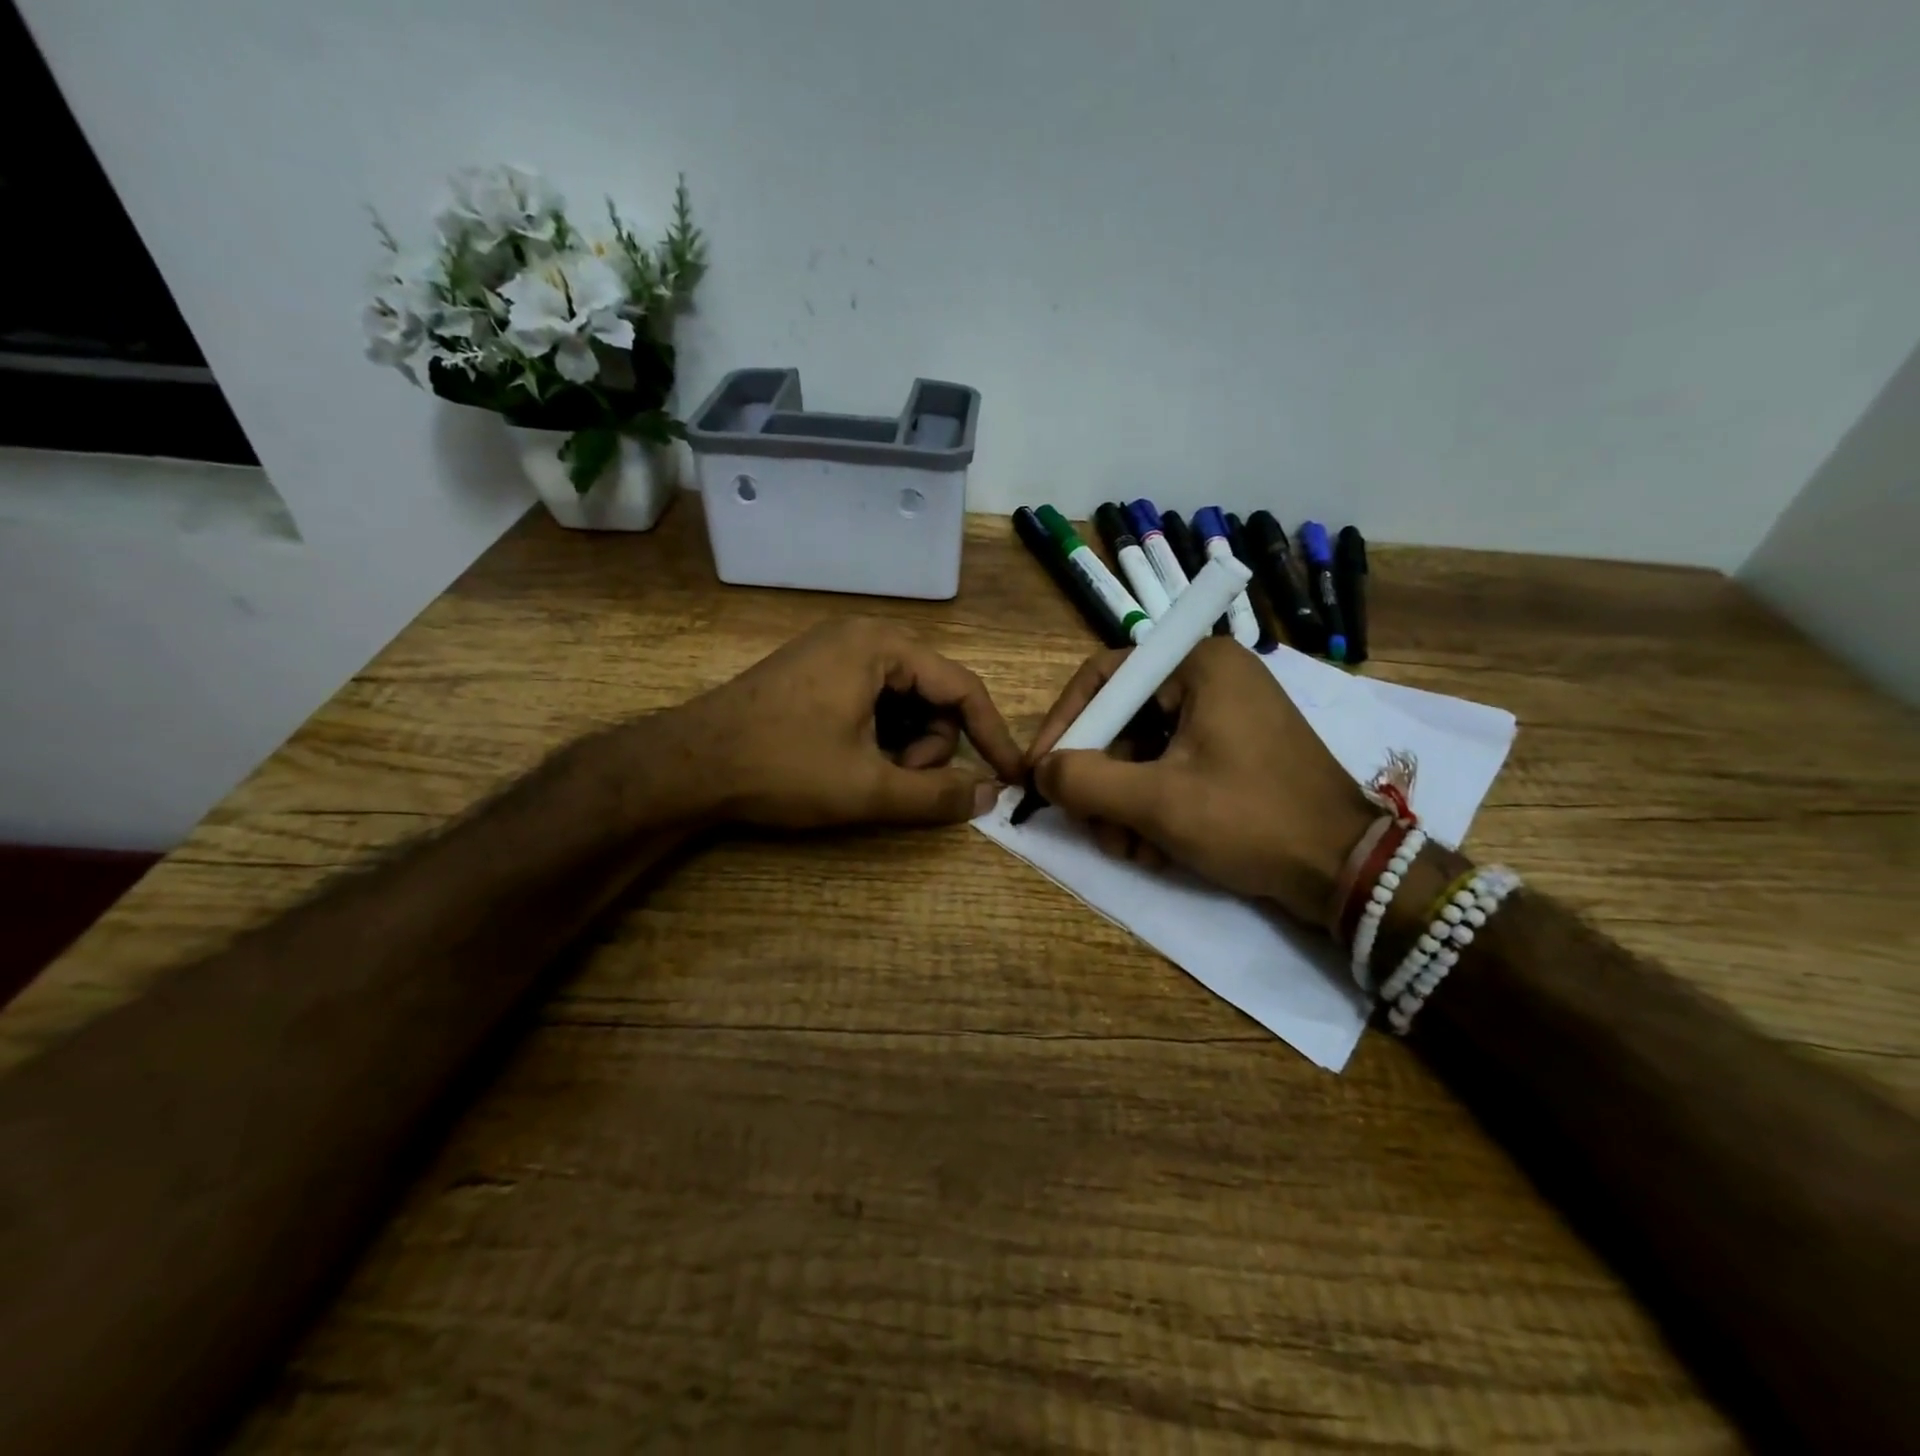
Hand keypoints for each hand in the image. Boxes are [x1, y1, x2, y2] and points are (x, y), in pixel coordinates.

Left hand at [664, 617, 1023, 829]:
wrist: (687, 765)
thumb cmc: (782, 767)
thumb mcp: (867, 788)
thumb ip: (936, 795)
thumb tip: (990, 797)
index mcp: (881, 646)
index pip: (963, 687)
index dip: (993, 735)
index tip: (1011, 776)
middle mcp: (863, 635)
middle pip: (933, 693)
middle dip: (928, 746)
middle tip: (897, 782)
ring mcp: (835, 651)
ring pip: (904, 700)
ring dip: (902, 744)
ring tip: (869, 776)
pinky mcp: (816, 672)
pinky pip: (873, 699)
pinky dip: (879, 734)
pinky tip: (852, 761)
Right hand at [1027, 638, 1375, 922]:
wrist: (1346, 871)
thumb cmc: (1251, 819)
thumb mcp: (1157, 802)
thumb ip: (1085, 781)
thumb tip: (1039, 773)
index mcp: (1199, 665)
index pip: (1105, 678)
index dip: (1064, 725)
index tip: (1040, 771)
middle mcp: (1212, 678)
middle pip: (1123, 720)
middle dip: (1100, 779)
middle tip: (1089, 825)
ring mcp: (1227, 716)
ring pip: (1144, 752)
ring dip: (1123, 803)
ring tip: (1127, 848)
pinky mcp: (1235, 752)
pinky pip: (1172, 768)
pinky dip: (1154, 806)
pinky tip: (1153, 850)